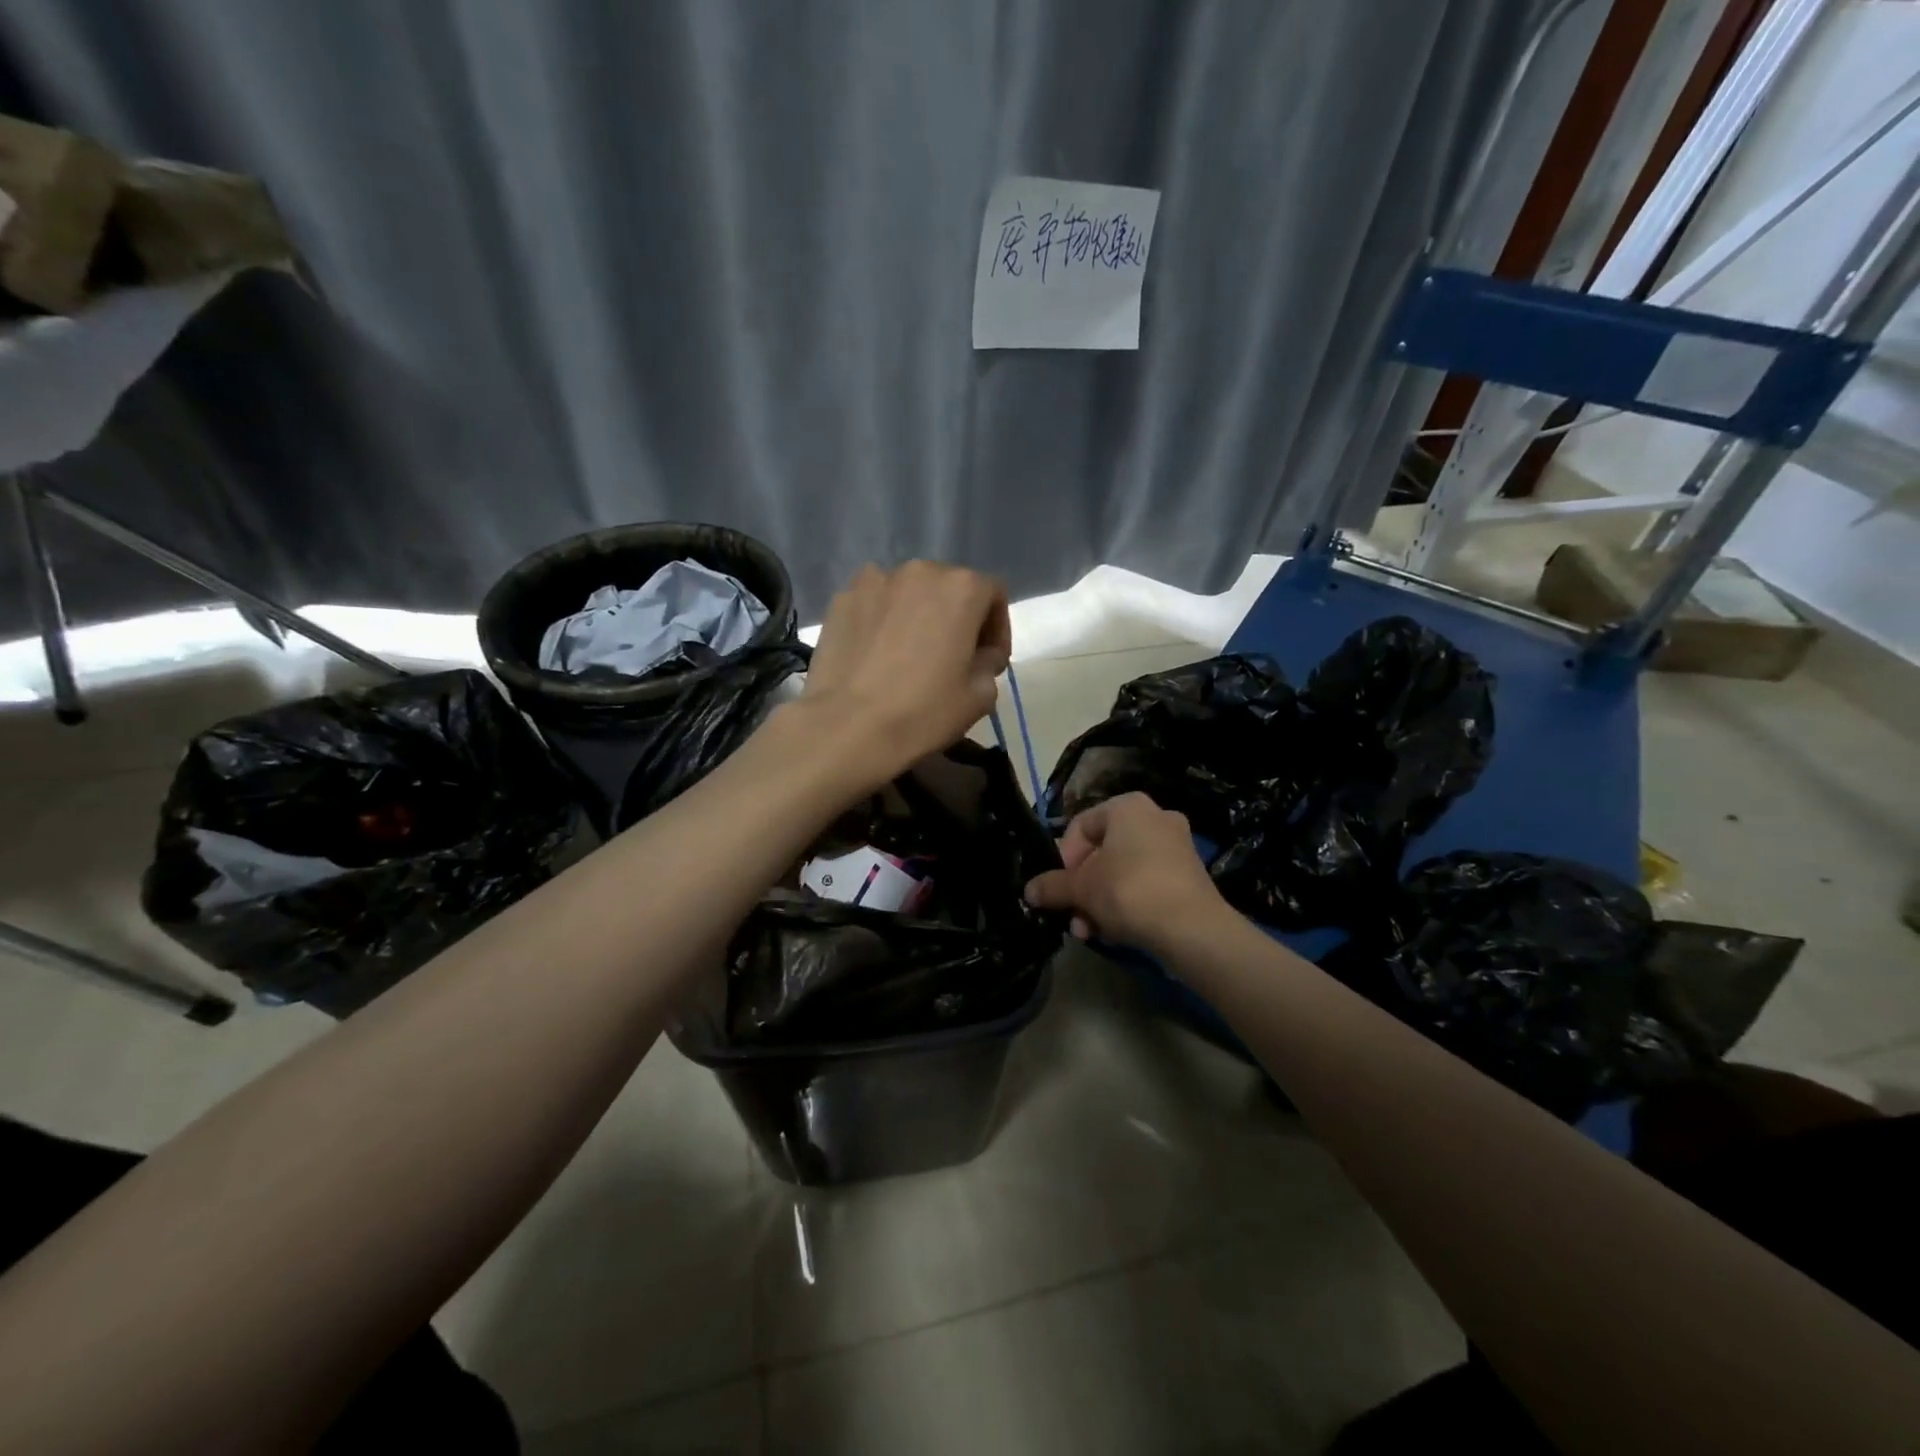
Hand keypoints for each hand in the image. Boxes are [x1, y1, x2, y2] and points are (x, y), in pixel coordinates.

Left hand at [797, 561, 1010, 787]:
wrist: (847, 727)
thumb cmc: (923, 711)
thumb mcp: (980, 696)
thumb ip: (989, 663)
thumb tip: (979, 656)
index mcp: (961, 588)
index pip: (993, 594)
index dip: (997, 628)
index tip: (990, 660)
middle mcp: (920, 571)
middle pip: (948, 587)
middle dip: (956, 618)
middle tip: (952, 657)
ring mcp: (874, 581)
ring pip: (909, 593)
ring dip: (917, 615)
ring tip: (910, 653)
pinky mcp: (841, 599)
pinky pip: (874, 604)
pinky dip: (883, 621)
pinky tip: (877, 654)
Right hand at [1023, 793, 1229, 955]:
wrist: (1191, 928)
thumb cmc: (1128, 891)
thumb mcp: (1081, 888)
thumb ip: (1052, 885)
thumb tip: (1029, 890)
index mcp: (1127, 807)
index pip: (1081, 826)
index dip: (1064, 858)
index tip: (1060, 887)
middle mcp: (1155, 817)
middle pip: (1102, 852)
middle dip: (1083, 888)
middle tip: (1073, 916)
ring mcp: (1177, 846)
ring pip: (1123, 872)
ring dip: (1101, 901)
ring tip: (1091, 932)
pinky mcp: (1190, 875)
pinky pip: (1146, 884)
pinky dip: (1128, 905)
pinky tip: (1117, 932)